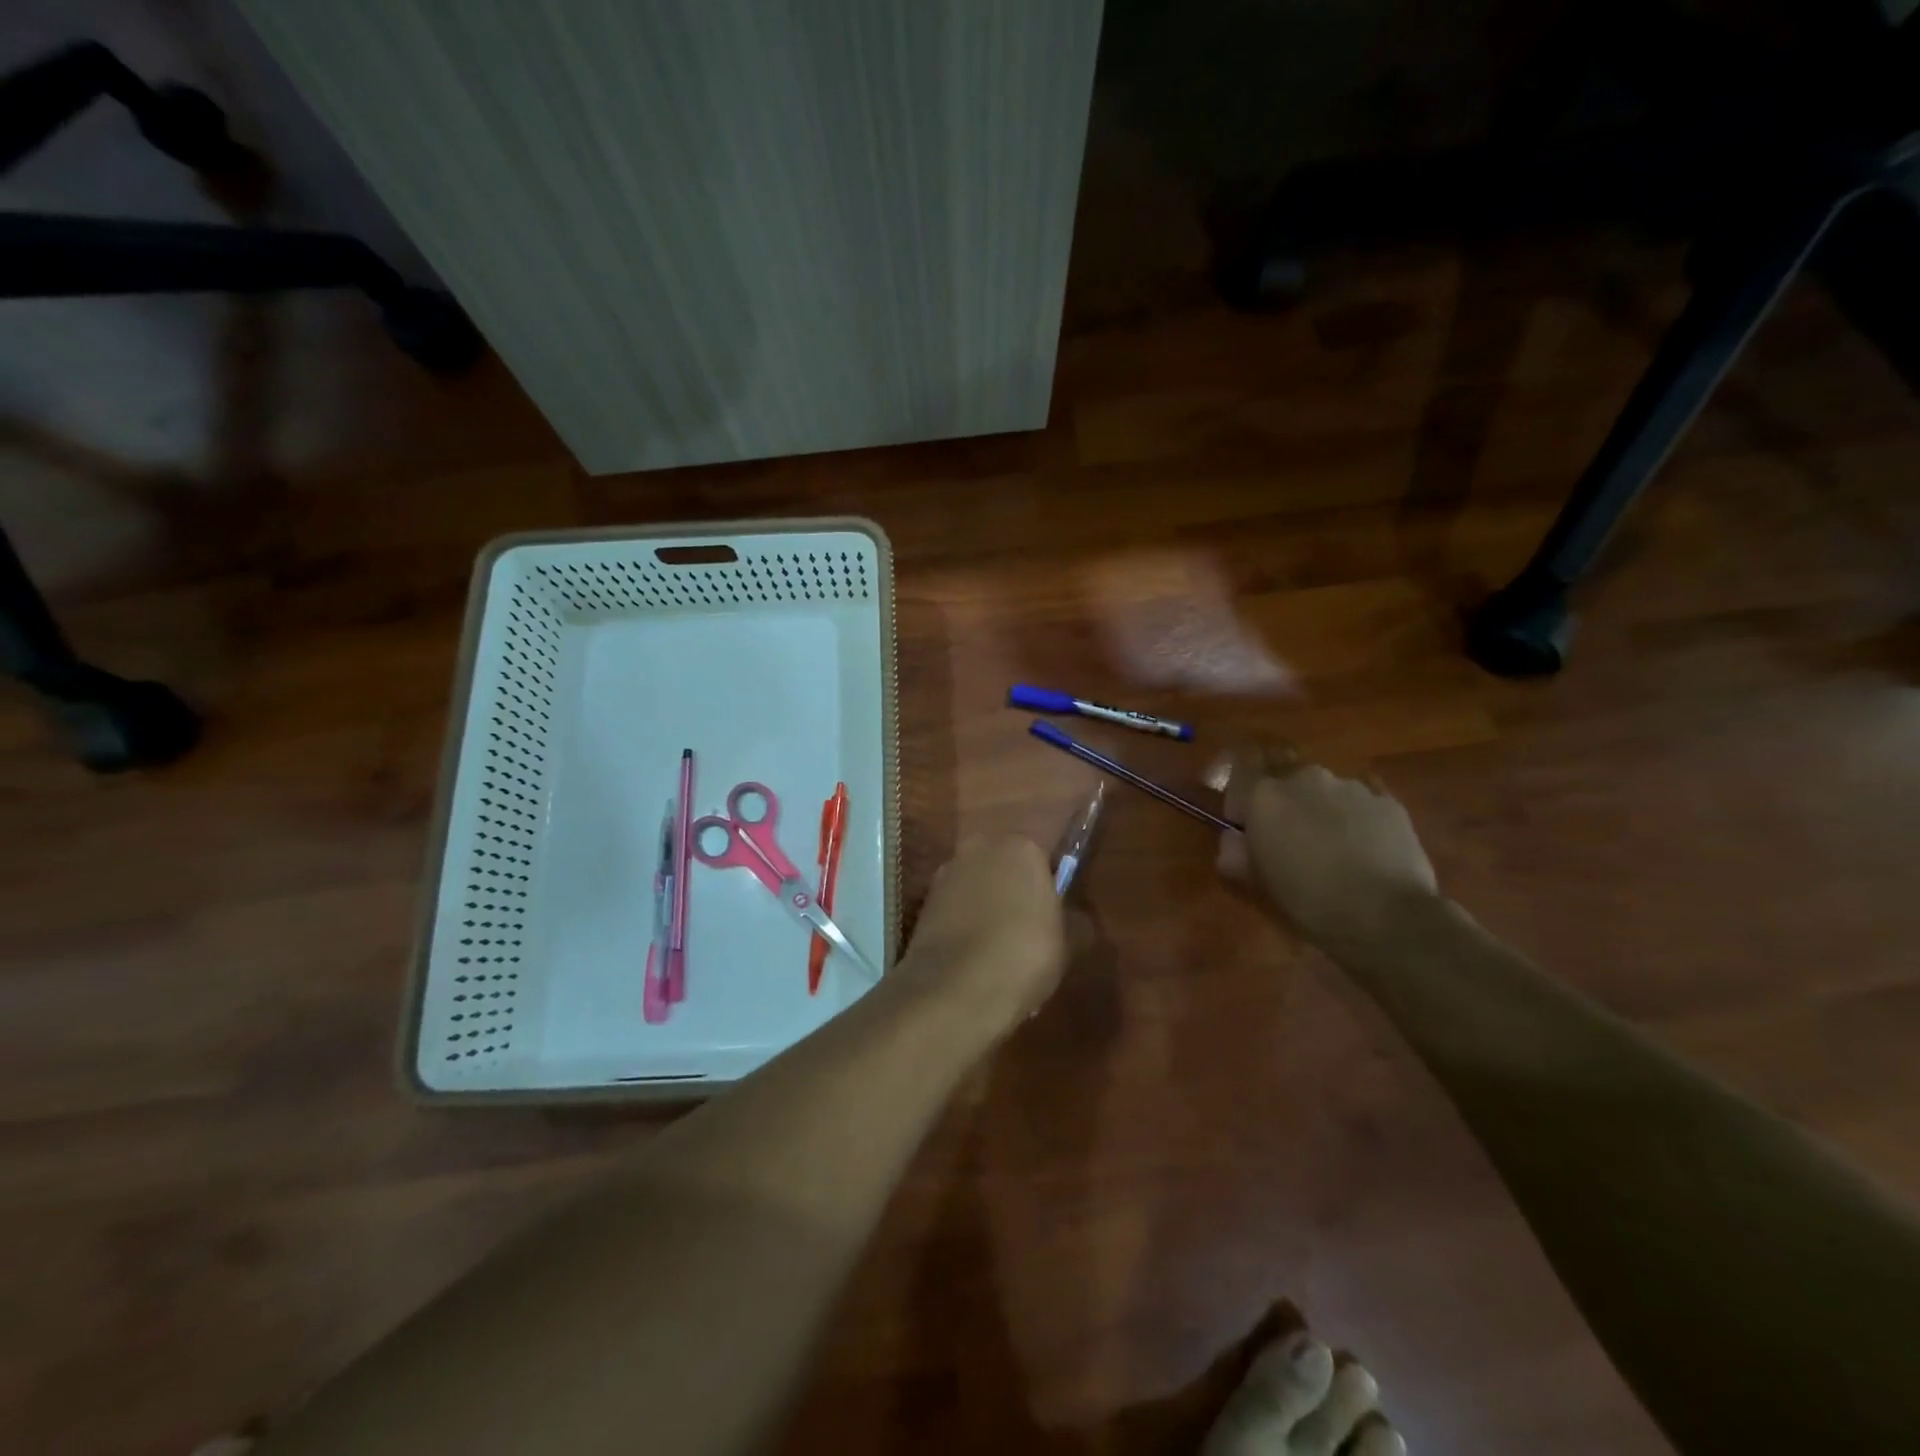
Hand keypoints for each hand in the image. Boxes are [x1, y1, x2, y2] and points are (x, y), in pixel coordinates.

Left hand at [894, 836, 1066, 1036]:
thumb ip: (1075, 921)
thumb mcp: (1069, 944)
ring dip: (988, 907)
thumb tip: (1076, 919)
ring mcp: (946, 873)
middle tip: (1030, 931)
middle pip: (1006, 866)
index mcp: (1021, 847)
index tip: (1055, 915)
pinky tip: (975, 958)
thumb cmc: (1023, 957)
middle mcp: (979, 848)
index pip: (1043, 857)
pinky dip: (965, 925)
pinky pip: (956, 908)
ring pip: (978, 886)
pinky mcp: (923, 902)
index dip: (1050, 887)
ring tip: (1000, 950)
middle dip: (1016, 891)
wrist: (953, 991)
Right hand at [1218, 744, 1438, 952]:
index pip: (1243, 764)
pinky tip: (1365, 852)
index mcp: (1265, 795)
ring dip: (1322, 810)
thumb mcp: (1257, 882)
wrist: (1386, 916)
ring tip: (1334, 847)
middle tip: (1290, 836)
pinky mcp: (1389, 802)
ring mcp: (1351, 787)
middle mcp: (1305, 778)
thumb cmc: (1308, 900)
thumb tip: (1233, 840)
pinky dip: (1357, 820)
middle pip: (1287, 777)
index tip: (1243, 818)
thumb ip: (1235, 853)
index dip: (1242, 789)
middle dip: (1285, 800)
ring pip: (1326, 790)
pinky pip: (1362, 804)